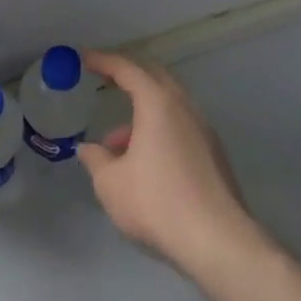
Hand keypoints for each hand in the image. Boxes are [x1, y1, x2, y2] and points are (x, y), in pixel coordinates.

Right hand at [76, 51, 263, 278]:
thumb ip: (95, 159)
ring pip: (168, 107)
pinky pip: (180, 128)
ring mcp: (204, 131)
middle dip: (127, 77)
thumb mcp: (111, 183)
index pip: (127, 69)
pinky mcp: (214, 155)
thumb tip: (87, 149)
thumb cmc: (157, 203)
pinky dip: (158, 131)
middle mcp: (184, 108)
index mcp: (158, 103)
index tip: (83, 58)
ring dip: (141, 114)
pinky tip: (143, 164)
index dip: (103, 61)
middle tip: (104, 82)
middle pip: (154, 78)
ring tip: (115, 146)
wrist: (218, 241)